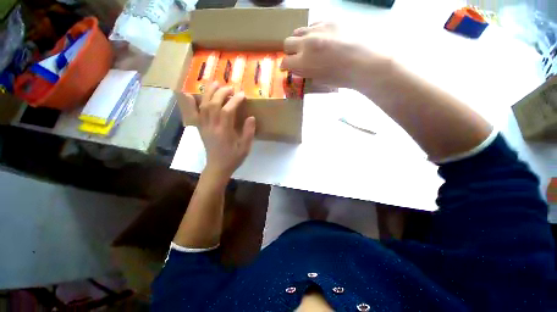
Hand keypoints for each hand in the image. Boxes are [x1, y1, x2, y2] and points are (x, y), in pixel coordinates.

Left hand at [178, 83, 255, 179]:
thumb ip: (248, 133)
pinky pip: (194, 114)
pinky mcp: (200, 129)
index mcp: (224, 132)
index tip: (242, 95)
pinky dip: (191, 103)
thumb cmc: (233, 158)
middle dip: (222, 93)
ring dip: (209, 93)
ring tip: (215, 83)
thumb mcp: (245, 148)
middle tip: (231, 88)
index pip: (227, 111)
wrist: (217, 168)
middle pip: (214, 104)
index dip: (235, 100)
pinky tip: (191, 95)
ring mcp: (204, 127)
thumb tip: (251, 117)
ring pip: (203, 106)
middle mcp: (212, 127)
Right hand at [281, 22, 391, 90]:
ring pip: (299, 31)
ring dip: (300, 40)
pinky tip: (321, 38)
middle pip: (287, 42)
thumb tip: (298, 69)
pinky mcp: (330, 20)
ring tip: (309, 46)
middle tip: (297, 57)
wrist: (365, 63)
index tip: (288, 67)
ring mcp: (319, 29)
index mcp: (304, 62)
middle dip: (290, 51)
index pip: (285, 62)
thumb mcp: (319, 81)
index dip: (285, 66)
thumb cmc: (342, 78)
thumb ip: (306, 73)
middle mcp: (307, 43)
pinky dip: (313, 32)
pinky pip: (314, 23)